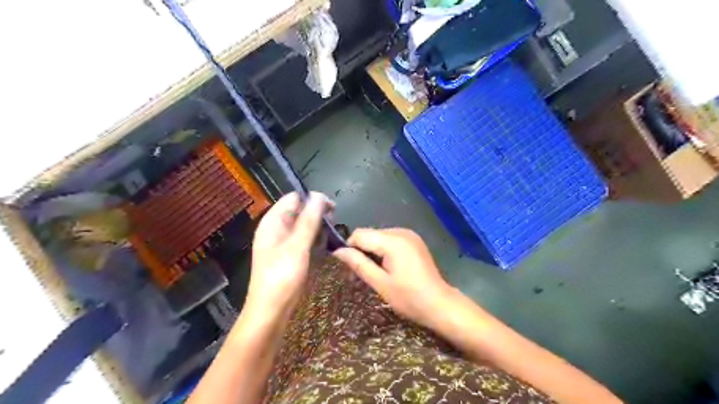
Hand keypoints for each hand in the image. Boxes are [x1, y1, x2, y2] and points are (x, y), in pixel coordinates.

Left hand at [247, 193, 333, 317]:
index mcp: (272, 222)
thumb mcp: (297, 246)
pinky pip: (302, 238)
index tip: (332, 209)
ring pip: (302, 225)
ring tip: (329, 236)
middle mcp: (276, 228)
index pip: (293, 198)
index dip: (312, 199)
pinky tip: (322, 246)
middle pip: (298, 210)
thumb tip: (319, 196)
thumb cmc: (282, 276)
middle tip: (333, 224)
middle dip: (316, 213)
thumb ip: (309, 220)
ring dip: (316, 227)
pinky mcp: (288, 254)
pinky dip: (313, 238)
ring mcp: (281, 242)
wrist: (270, 311)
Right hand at [332, 227, 453, 326]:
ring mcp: (409, 234)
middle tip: (363, 272)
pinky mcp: (414, 240)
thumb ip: (358, 264)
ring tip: (377, 271)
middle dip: (362, 250)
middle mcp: (401, 231)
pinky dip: (384, 249)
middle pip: (370, 233)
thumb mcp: (380, 283)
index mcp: (393, 241)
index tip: (349, 266)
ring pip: (379, 235)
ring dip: (373, 250)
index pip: (359, 234)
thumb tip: (337, 251)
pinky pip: (390, 239)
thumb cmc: (409, 297)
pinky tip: (389, 266)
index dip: (350, 248)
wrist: (439, 303)